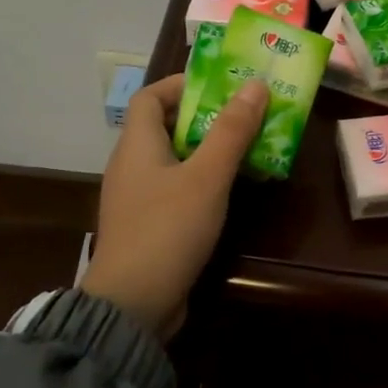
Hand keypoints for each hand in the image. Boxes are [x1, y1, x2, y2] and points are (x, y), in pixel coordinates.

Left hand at [80, 72, 268, 340]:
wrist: (133, 304)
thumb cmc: (168, 229)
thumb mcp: (207, 177)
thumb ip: (232, 132)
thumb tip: (255, 85)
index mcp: (137, 145)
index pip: (150, 96)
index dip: (181, 84)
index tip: (221, 85)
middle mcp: (131, 166)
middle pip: (165, 126)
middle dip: (206, 117)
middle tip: (247, 115)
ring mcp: (137, 199)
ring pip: (174, 160)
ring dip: (208, 150)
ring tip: (248, 147)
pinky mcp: (148, 226)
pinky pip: (176, 189)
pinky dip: (202, 181)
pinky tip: (230, 191)